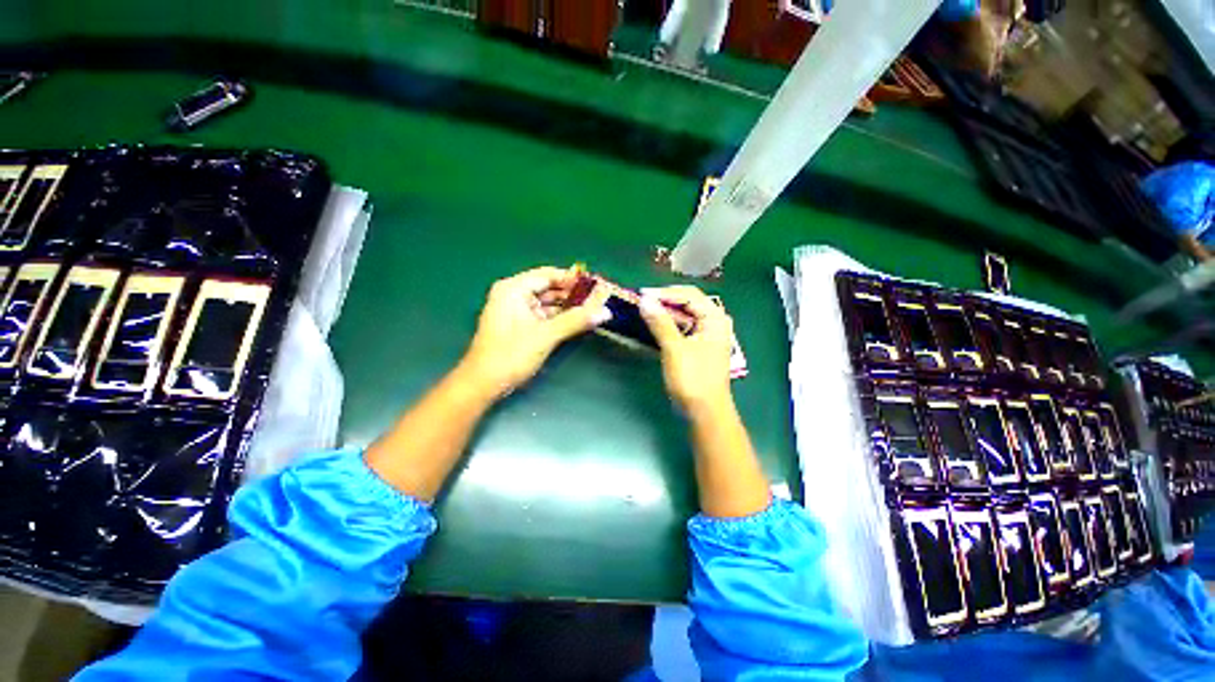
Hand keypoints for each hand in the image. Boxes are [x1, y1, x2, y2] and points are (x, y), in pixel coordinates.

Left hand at [460, 266, 610, 398]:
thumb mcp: (546, 335)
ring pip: (548, 303)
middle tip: (600, 298)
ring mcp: (516, 310)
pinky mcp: (520, 325)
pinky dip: (560, 317)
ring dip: (569, 306)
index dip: (573, 279)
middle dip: (573, 294)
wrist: (484, 384)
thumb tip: (605, 310)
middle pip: (549, 288)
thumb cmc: (511, 355)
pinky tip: (578, 320)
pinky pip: (544, 315)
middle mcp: (513, 294)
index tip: (597, 283)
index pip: (549, 275)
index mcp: (513, 289)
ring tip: (594, 308)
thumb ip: (576, 320)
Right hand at [638, 285, 733, 415]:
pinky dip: (668, 325)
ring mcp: (707, 334)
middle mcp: (714, 322)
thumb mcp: (674, 349)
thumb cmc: (693, 379)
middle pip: (688, 302)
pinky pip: (682, 327)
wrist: (705, 412)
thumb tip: (645, 301)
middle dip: (665, 300)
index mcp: (714, 318)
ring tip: (644, 311)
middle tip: (641, 302)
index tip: (641, 295)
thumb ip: (660, 322)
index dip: (665, 293)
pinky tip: (654, 325)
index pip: (689, 294)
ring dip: (665, 312)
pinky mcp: (699, 346)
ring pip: (684, 315)